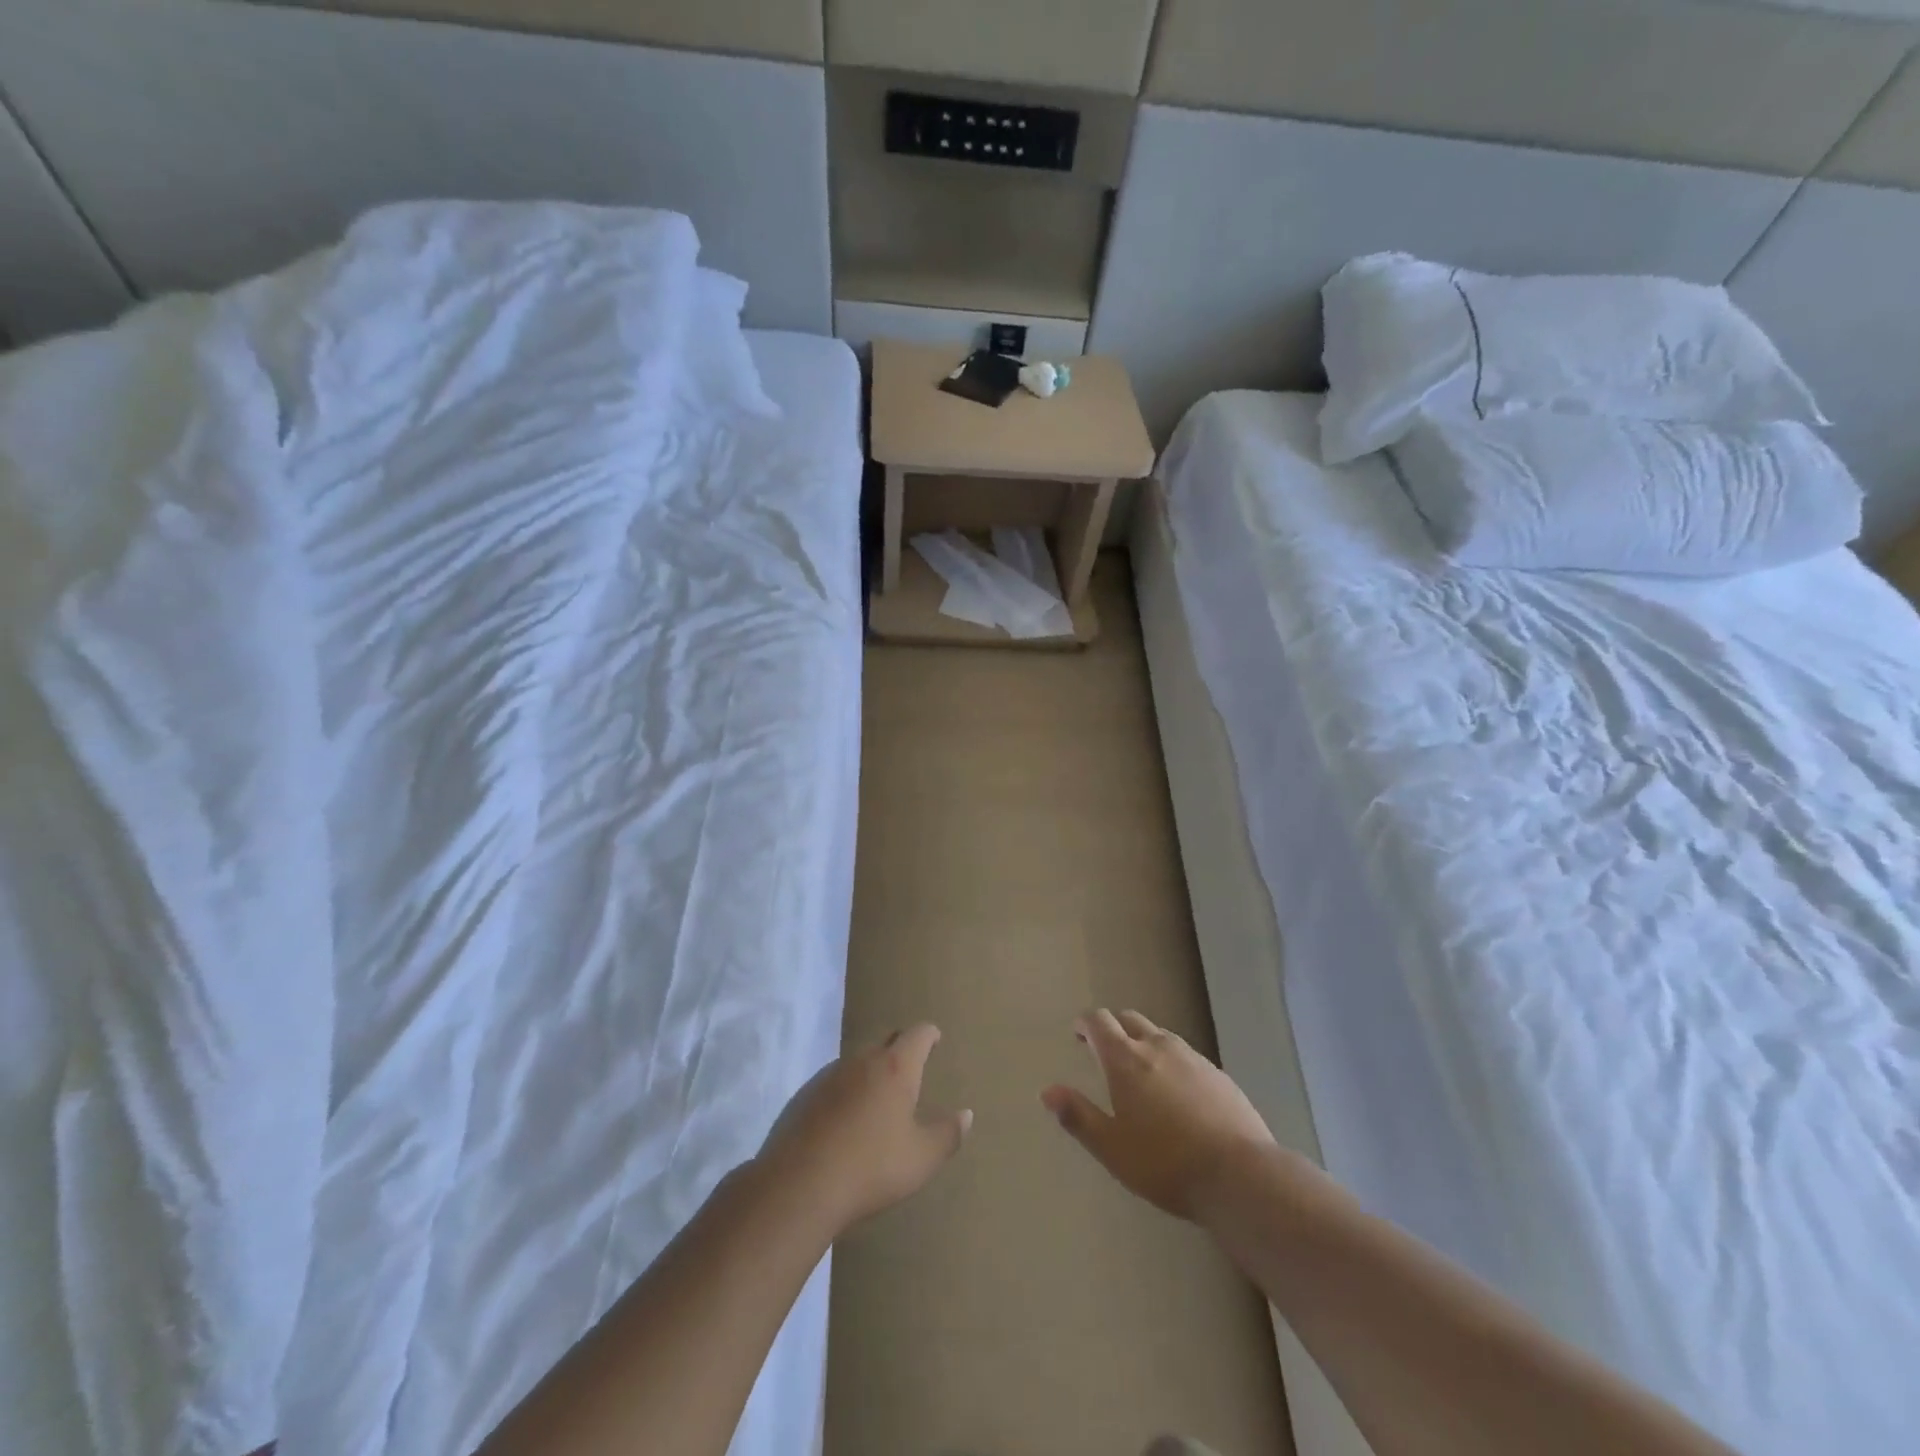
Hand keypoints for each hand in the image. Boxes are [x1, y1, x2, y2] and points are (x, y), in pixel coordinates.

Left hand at [756, 1024, 971, 1235]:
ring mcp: (828, 1075)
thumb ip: (947, 1134)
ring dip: (870, 1072)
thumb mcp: (921, 1158)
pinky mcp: (804, 1096)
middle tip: (910, 1068)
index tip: (935, 1038)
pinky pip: (834, 1083)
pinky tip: (845, 1121)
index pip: (917, 1034)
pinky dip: (846, 1092)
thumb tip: (966, 1114)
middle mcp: (861, 1060)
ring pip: (857, 1062)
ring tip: (878, 1098)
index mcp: (894, 1067)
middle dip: (900, 1049)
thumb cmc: (871, 1167)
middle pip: (885, 1042)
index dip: (928, 1034)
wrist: (799, 1186)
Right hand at [1042, 1009, 1276, 1220]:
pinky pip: (1186, 1056)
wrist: (1240, 1175)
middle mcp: (1158, 1047)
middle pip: (1130, 1020)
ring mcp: (1192, 1057)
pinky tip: (1176, 1092)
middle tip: (1103, 1049)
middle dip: (1113, 1028)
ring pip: (1160, 1035)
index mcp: (1126, 1059)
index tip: (1078, 1033)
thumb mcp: (1112, 1148)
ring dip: (1143, 1043)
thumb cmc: (1165, 1163)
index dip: (1085, 1023)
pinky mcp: (1218, 1075)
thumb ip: (1078, 1116)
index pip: (1099, 1021)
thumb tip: (1047, 1090)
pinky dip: (1171, 1062)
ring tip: (1139, 1071)